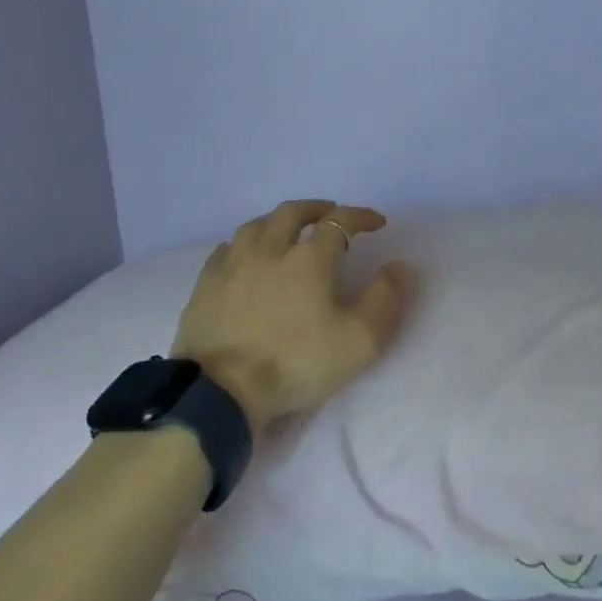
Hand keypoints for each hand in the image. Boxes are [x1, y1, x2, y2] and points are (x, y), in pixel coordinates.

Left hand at [172, 200, 409, 434]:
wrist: (221, 391)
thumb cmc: (296, 363)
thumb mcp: (359, 341)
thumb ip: (384, 300)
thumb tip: (397, 267)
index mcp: (310, 259)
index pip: (340, 221)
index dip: (361, 216)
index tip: (376, 223)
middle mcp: (270, 250)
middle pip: (292, 213)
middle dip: (316, 209)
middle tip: (330, 215)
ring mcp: (232, 265)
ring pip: (256, 225)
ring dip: (278, 221)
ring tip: (288, 231)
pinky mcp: (204, 285)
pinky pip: (225, 249)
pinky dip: (243, 244)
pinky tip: (244, 256)